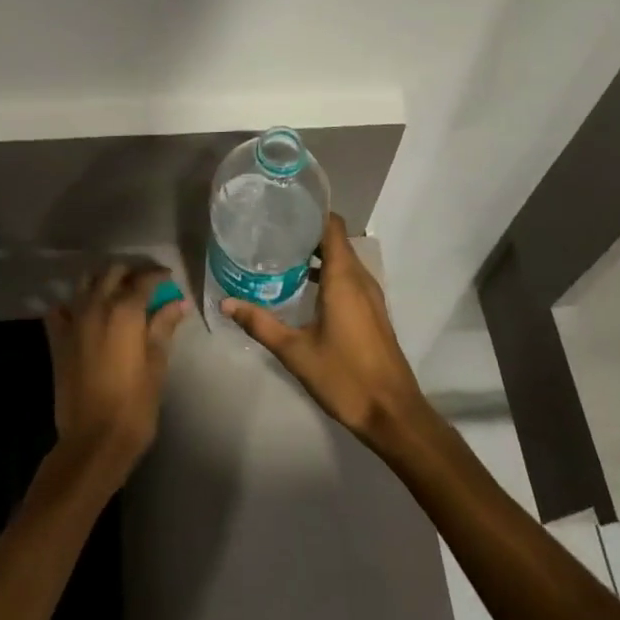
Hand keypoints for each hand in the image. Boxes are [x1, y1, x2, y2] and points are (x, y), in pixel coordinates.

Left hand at [43, 264, 190, 484]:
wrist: (93, 440)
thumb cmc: (134, 406)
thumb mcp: (156, 366)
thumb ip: (163, 328)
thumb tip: (177, 302)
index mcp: (125, 312)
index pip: (143, 279)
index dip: (157, 275)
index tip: (168, 278)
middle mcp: (96, 307)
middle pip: (112, 273)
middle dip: (130, 272)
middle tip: (145, 283)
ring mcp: (73, 322)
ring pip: (84, 283)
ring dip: (102, 281)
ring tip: (117, 292)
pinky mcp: (57, 339)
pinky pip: (60, 309)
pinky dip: (72, 304)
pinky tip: (84, 313)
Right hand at [222, 214, 428, 445]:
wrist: (392, 414)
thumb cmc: (344, 377)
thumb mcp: (295, 351)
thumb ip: (260, 324)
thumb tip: (226, 303)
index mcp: (344, 279)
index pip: (332, 226)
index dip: (312, 211)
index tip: (283, 206)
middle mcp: (361, 279)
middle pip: (336, 240)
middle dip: (307, 231)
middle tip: (271, 230)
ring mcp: (370, 296)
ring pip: (343, 261)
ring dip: (317, 254)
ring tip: (281, 254)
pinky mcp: (372, 313)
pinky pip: (349, 278)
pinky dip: (328, 273)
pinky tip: (303, 287)